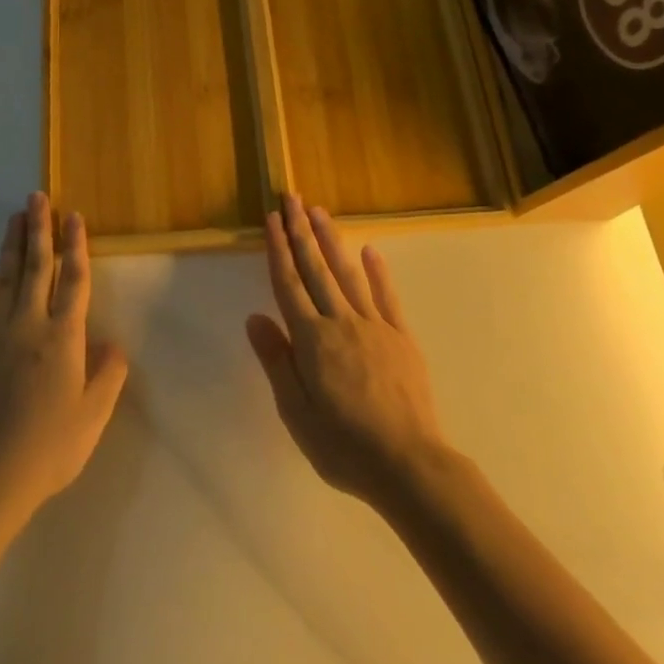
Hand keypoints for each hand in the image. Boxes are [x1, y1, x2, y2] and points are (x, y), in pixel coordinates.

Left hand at [0, 193, 128, 528]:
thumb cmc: (50, 446)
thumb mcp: (94, 416)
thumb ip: (108, 374)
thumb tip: (112, 343)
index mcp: (63, 336)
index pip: (73, 279)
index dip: (76, 245)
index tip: (74, 216)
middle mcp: (29, 325)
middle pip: (37, 268)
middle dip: (39, 230)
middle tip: (37, 197)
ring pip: (5, 281)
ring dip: (12, 248)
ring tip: (15, 219)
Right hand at [246, 195, 448, 506]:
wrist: (409, 464)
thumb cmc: (343, 445)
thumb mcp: (296, 412)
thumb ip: (276, 361)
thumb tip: (255, 317)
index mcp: (312, 340)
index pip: (288, 284)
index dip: (279, 250)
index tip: (272, 219)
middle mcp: (341, 322)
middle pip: (316, 269)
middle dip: (301, 231)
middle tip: (292, 198)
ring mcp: (375, 326)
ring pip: (348, 274)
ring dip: (331, 240)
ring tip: (319, 212)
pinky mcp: (401, 337)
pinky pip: (386, 296)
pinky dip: (377, 272)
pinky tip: (369, 251)